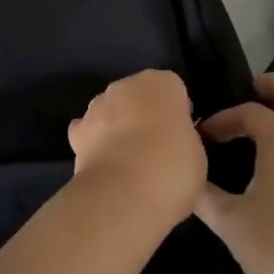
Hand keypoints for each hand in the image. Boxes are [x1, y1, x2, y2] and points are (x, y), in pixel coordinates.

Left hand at [67, 70, 205, 225]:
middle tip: (157, 148)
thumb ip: (183, 136)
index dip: (178, 112)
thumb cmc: (173, 166)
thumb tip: (172, 141)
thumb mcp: (197, 152)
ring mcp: (97, 105)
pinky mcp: (77, 131)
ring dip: (118, 126)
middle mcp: (126, 85)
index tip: (182, 135)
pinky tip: (104, 163)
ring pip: (111, 110)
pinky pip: (88, 131)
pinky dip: (94, 142)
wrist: (126, 191)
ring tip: (129, 161)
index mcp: (161, 83)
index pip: (173, 89)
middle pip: (139, 95)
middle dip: (145, 115)